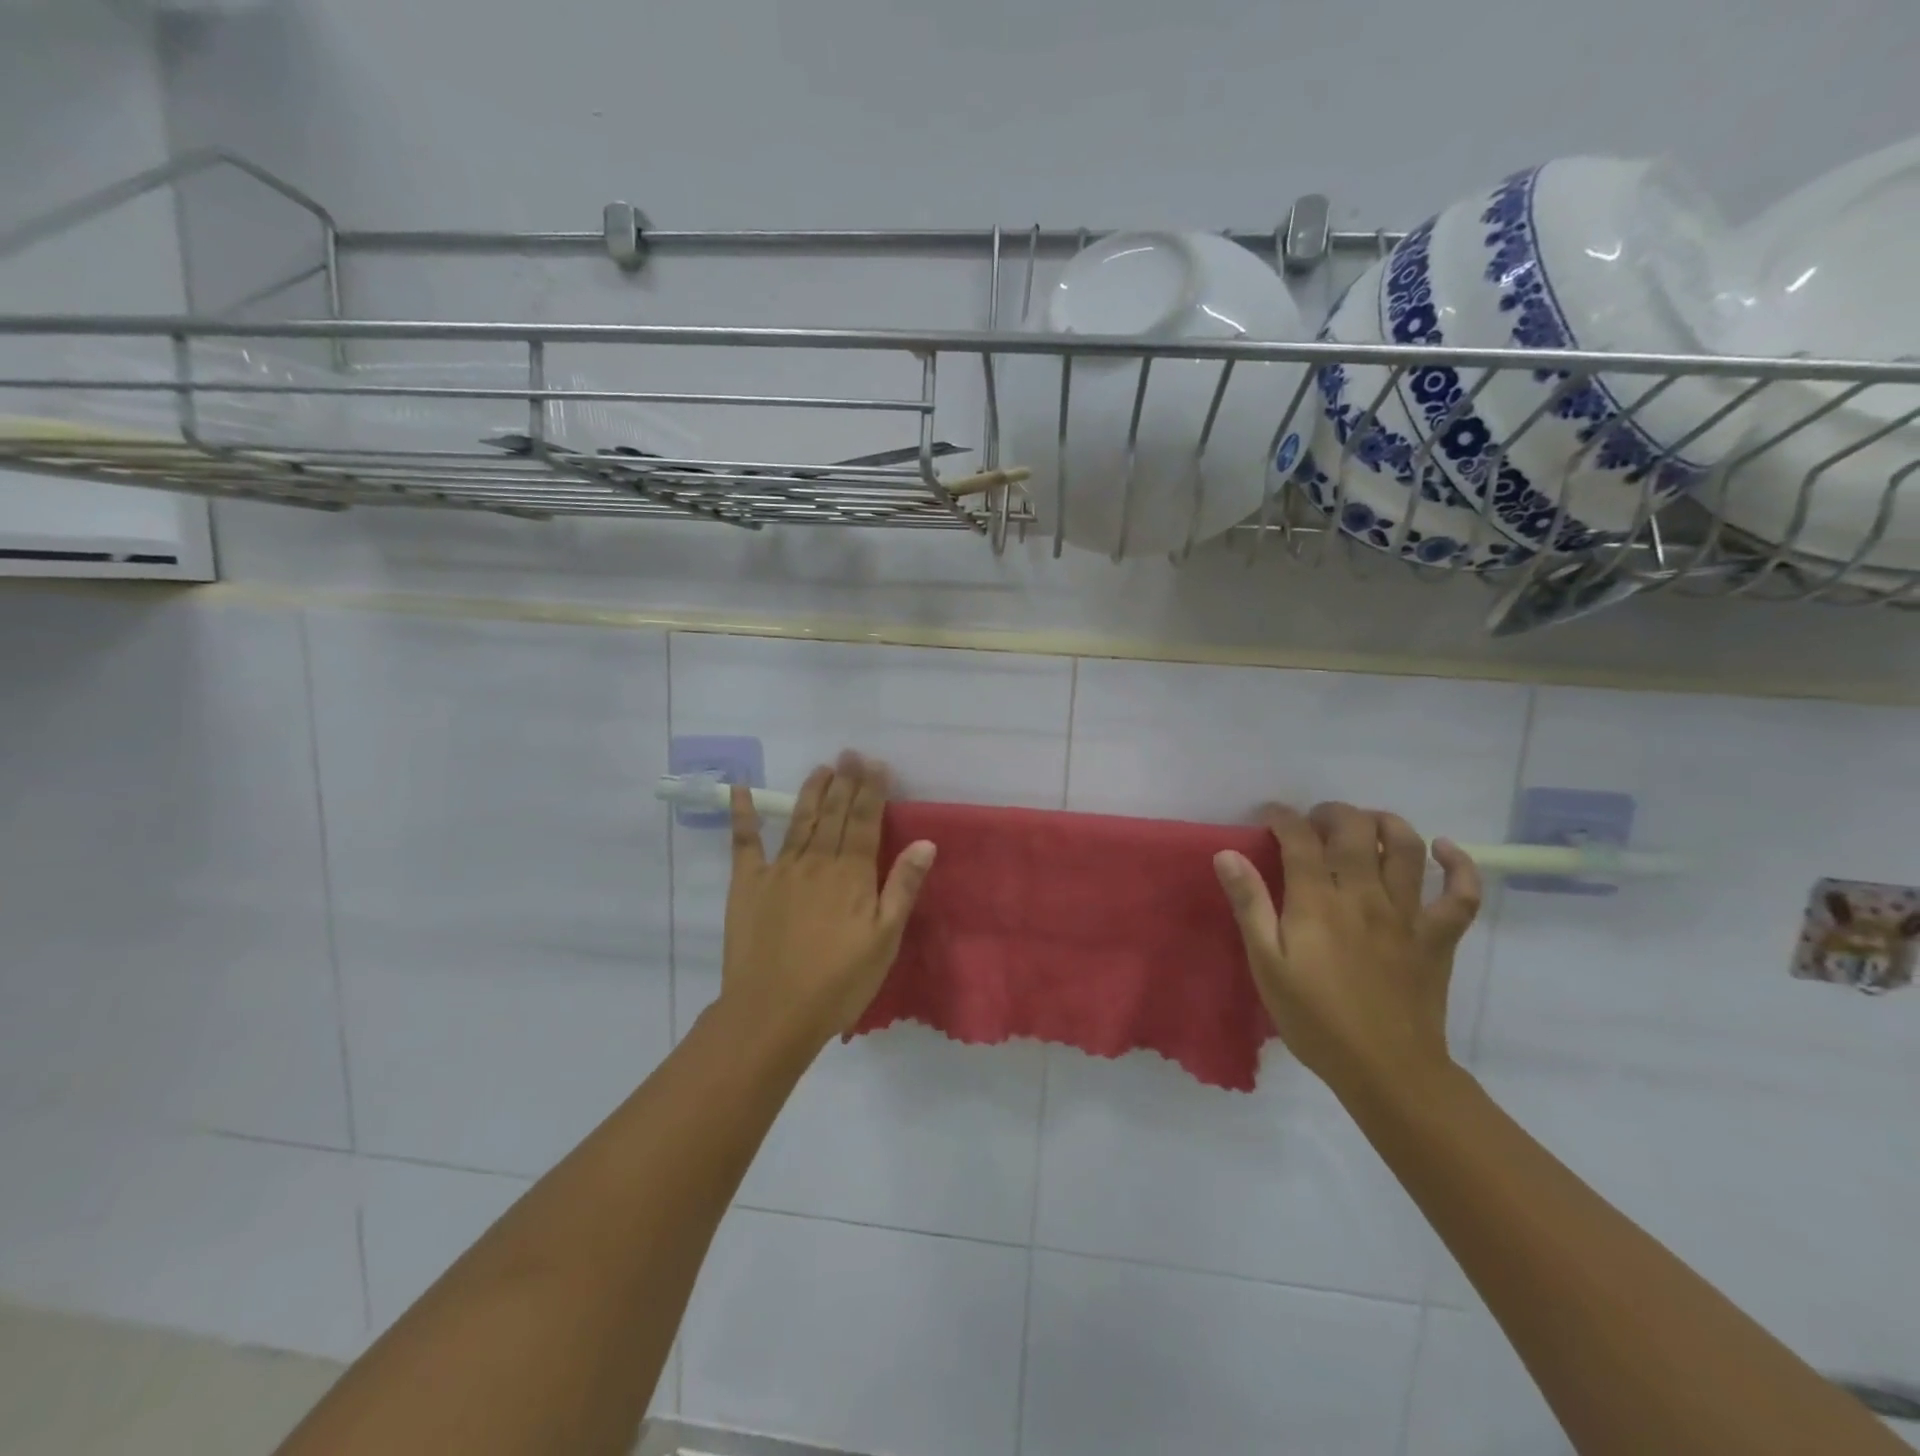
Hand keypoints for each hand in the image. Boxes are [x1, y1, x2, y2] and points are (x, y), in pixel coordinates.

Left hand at [718, 751, 936, 1046]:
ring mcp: (780, 869)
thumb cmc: (838, 982)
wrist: (773, 1012)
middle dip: (846, 782)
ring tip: (822, 768)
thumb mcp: (884, 940)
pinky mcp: (747, 884)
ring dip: (813, 791)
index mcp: (852, 875)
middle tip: (851, 753)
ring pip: (800, 820)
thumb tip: (925, 842)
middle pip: (835, 814)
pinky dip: (743, 814)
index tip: (877, 764)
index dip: (873, 791)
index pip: (866, 822)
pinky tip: (741, 789)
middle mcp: (817, 861)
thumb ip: (903, 888)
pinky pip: (745, 842)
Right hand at [1214, 802, 1481, 1097]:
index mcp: (1317, 903)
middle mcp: (1364, 896)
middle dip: (1332, 813)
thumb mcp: (1266, 965)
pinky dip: (1460, 865)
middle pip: (1355, 830)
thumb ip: (1249, 905)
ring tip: (1367, 824)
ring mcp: (1408, 915)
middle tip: (1314, 822)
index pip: (1300, 839)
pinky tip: (1444, 850)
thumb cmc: (1314, 1019)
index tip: (1269, 816)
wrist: (1386, 1071)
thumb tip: (1227, 854)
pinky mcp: (1439, 938)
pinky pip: (1462, 894)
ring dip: (1386, 822)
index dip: (1283, 817)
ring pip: (1407, 848)